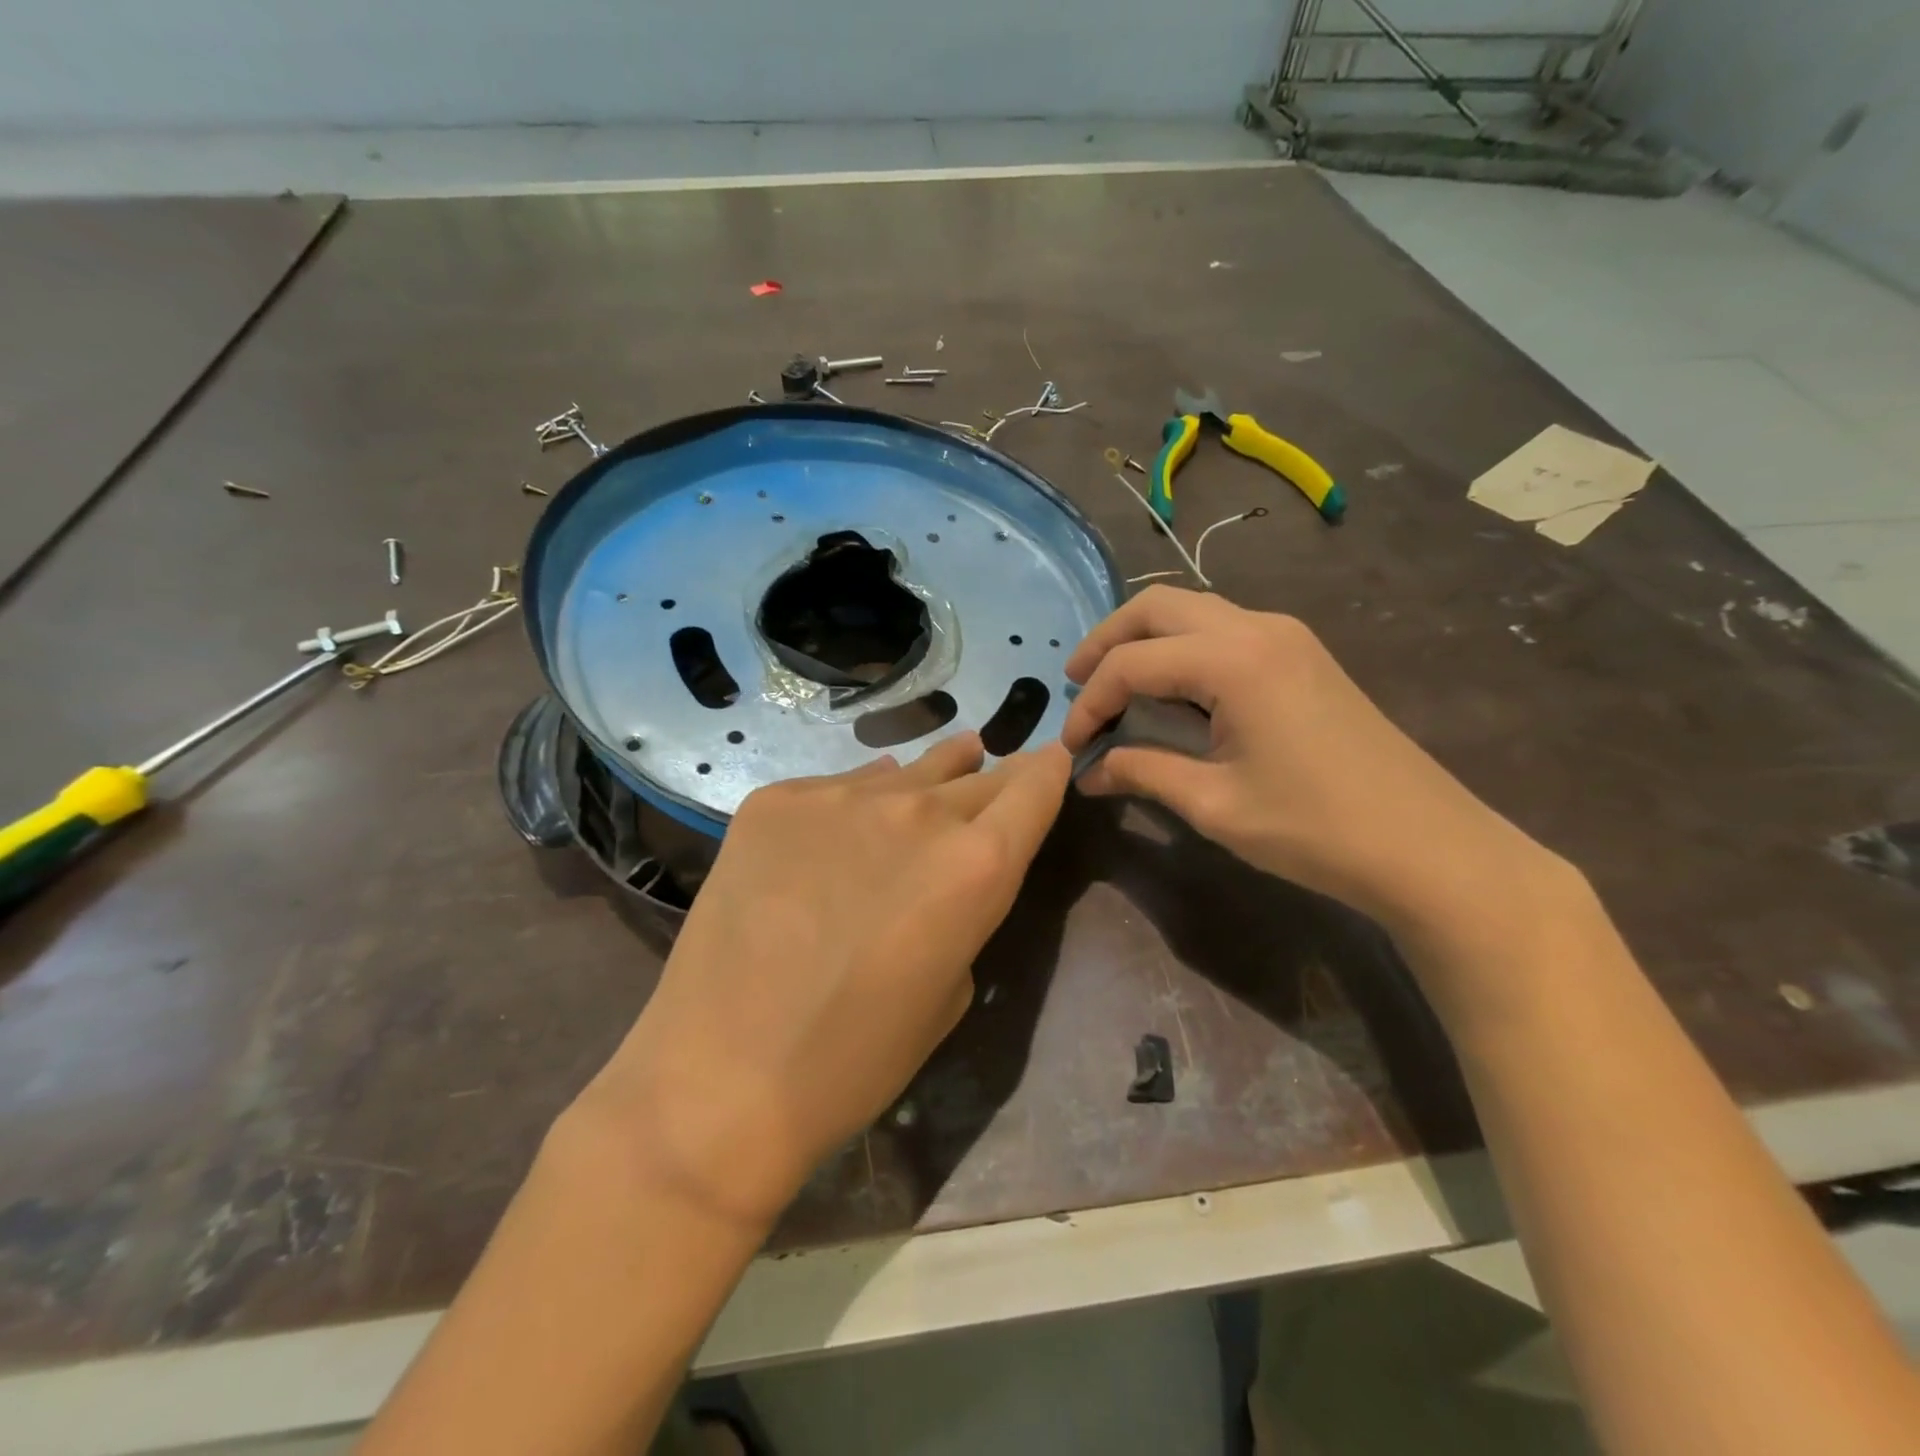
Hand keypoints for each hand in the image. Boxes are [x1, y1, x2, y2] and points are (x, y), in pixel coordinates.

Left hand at [580, 733, 1070, 1226]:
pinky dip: (855, 803)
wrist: (722, 1077)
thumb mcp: (950, 992)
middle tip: (992, 783)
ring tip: (937, 775)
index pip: (1035, 786)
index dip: (1048, 772)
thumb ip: (964, 912)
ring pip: (908, 770)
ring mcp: (840, 797)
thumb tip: (949, 865)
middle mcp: (918, 812)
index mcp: (976, 865)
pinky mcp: (776, 800)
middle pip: (977, 774)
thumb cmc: (855, 1060)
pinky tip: (840, 833)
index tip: (1050, 762)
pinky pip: (838, 788)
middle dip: (992, 780)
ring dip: (930, 777)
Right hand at [1061, 587, 1561, 937]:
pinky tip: (1169, 691)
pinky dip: (1180, 648)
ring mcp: (1285, 635)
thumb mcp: (1214, 804)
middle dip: (1106, 641)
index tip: (1072, 747)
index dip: (1090, 702)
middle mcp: (1257, 628)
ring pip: (1191, 610)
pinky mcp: (1300, 653)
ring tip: (1113, 685)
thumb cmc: (1314, 828)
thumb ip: (1141, 773)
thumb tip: (1087, 773)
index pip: (1133, 663)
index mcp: (1234, 660)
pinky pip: (1221, 629)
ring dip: (1144, 639)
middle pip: (1158, 606)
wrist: (1426, 845)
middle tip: (1076, 684)